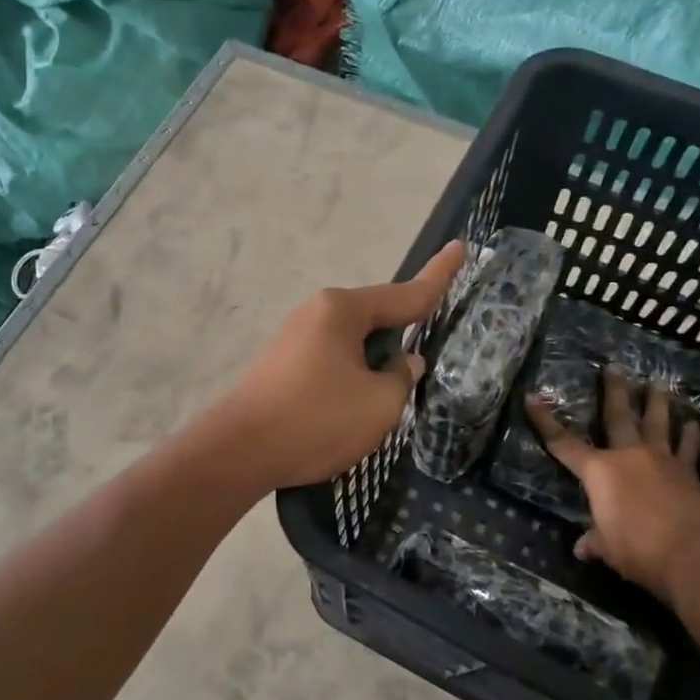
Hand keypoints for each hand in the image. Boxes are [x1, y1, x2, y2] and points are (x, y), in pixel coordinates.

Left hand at [217, 241, 467, 489]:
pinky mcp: (282, 365)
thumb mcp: (379, 404)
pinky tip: (349, 410)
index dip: (438, 276)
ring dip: (372, 368)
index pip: (405, 293)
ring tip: (379, 405)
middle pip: (376, 319)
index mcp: (343, 311)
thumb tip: (403, 364)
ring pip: (353, 345)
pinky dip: (350, 379)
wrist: (239, 452)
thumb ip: (401, 378)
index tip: (460, 248)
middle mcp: (317, 313)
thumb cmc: (316, 420)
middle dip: (399, 341)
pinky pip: (331, 362)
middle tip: (416, 371)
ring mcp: (295, 338)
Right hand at [525, 367, 699, 599]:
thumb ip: (595, 540)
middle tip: (614, 367)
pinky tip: (693, 424)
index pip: (564, 443)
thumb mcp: (607, 548)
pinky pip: (689, 448)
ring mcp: (662, 460)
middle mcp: (628, 456)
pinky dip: (691, 436)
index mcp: (599, 471)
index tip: (533, 398)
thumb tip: (582, 548)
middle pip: (619, 416)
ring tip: (657, 383)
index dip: (545, 421)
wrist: (690, 555)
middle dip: (614, 391)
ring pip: (658, 423)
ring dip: (657, 402)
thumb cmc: (637, 549)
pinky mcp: (688, 473)